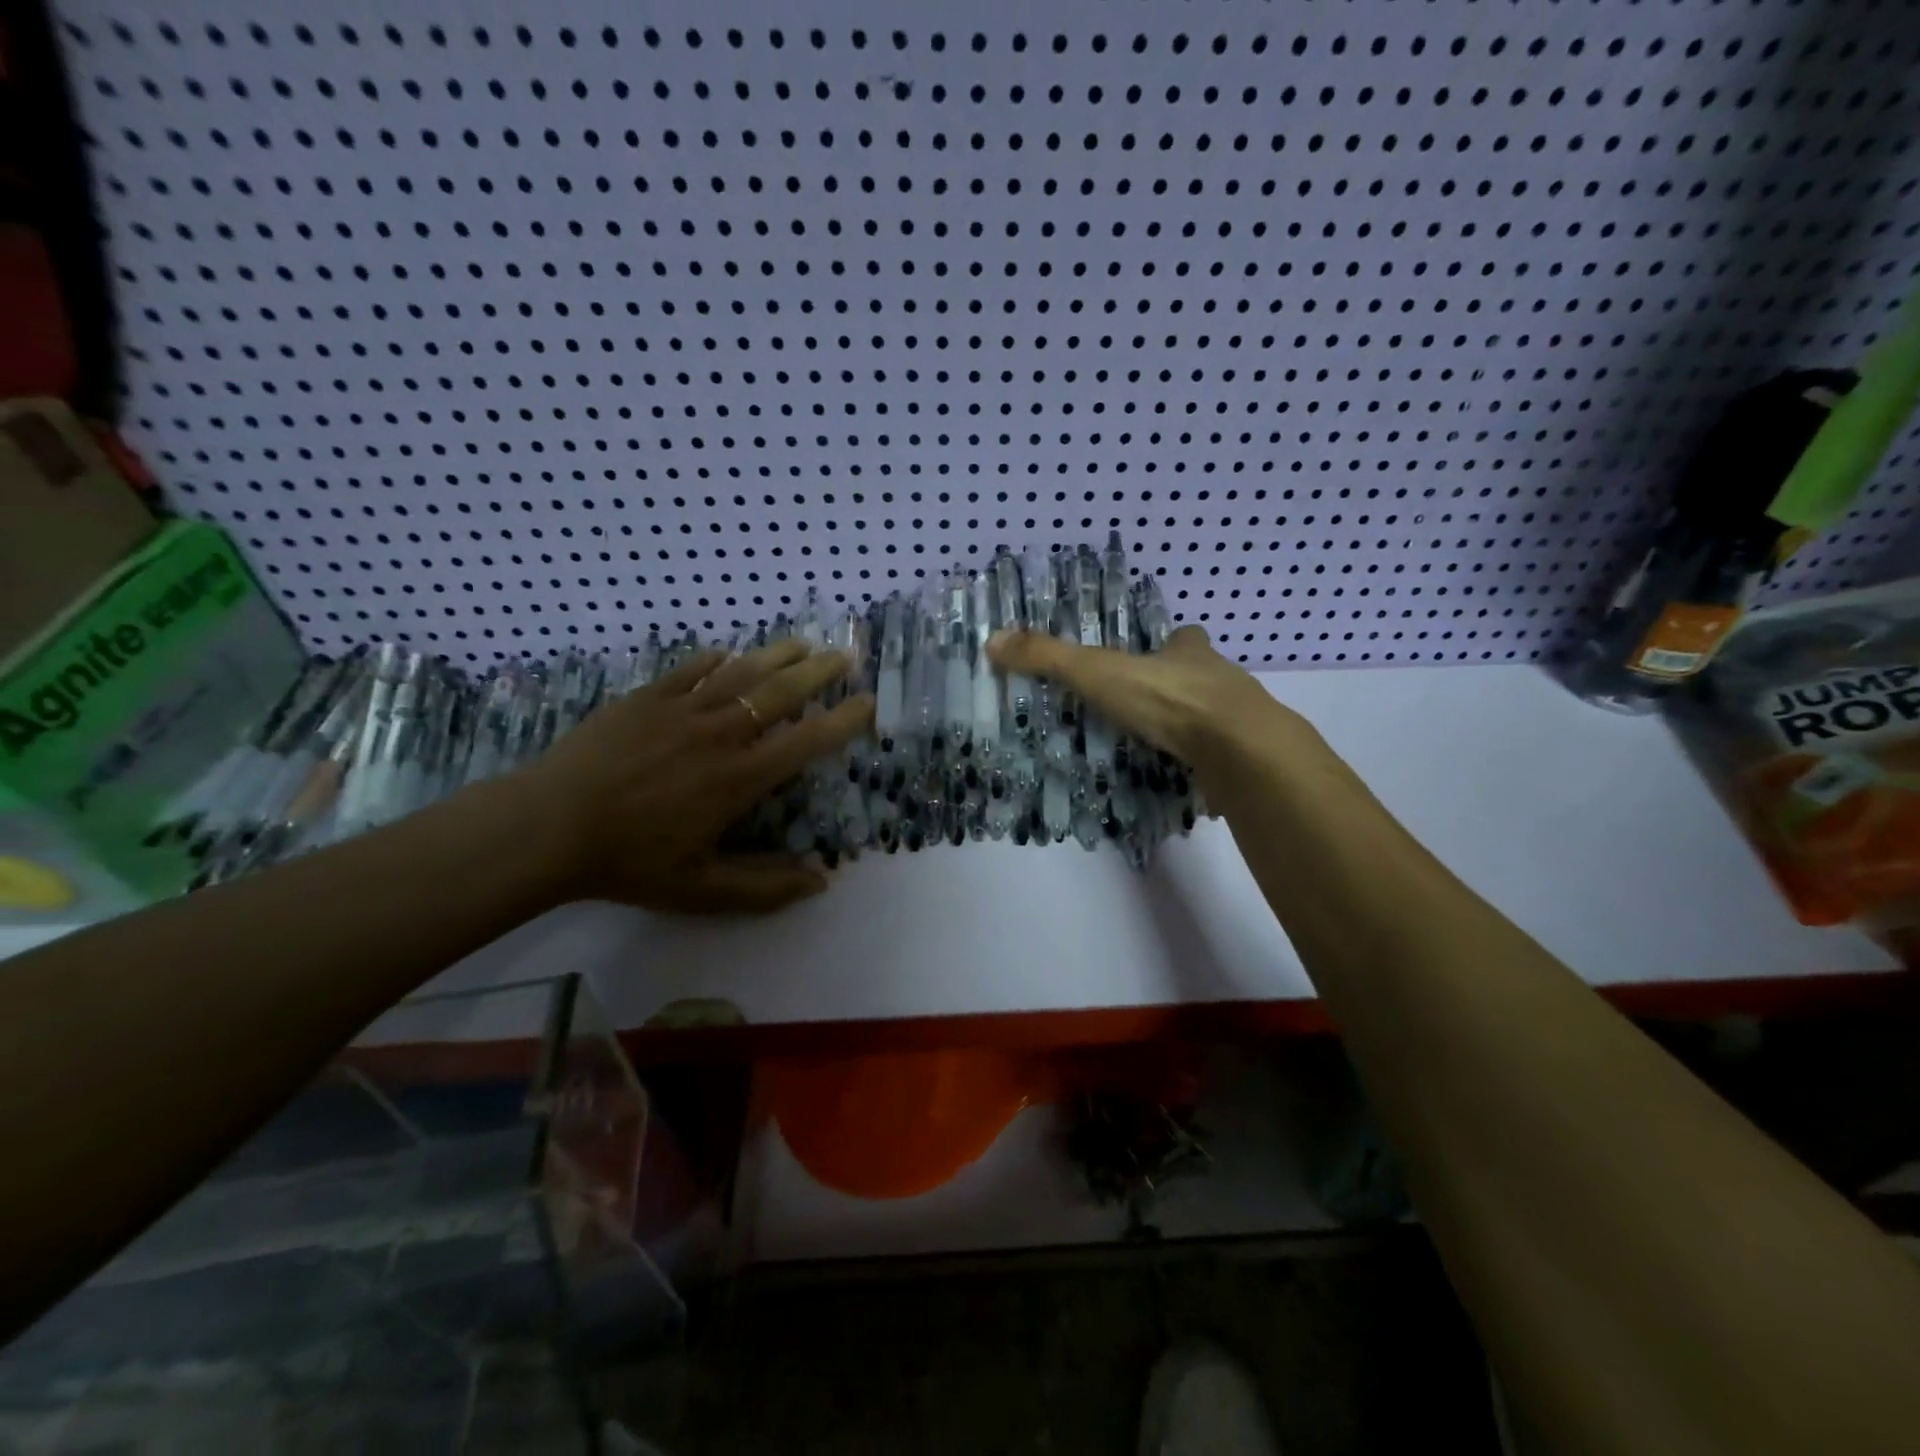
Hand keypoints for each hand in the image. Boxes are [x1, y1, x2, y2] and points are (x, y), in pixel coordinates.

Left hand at [513, 641, 873, 913]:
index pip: (807, 741)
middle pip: (781, 693)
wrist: (548, 827)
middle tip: (845, 655)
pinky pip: (689, 670)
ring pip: (741, 673)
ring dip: (776, 655)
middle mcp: (720, 734)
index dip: (844, 721)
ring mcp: (681, 710)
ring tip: (802, 642)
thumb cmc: (630, 862)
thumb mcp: (702, 890)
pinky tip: (726, 653)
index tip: (868, 703)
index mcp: (740, 778)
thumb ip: (765, 888)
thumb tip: (822, 881)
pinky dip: (714, 660)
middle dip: (819, 672)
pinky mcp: (645, 699)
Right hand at [986, 625, 1314, 786]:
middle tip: (1150, 708)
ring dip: (1196, 728)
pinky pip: (1225, 760)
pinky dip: (1207, 768)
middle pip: (1203, 677)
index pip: (1184, 638)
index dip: (1173, 642)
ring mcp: (1240, 722)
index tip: (1158, 651)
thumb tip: (992, 640)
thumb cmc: (1169, 699)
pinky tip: (1186, 783)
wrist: (1239, 749)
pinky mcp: (1246, 760)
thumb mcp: (1098, 672)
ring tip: (1162, 748)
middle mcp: (1220, 681)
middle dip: (1182, 686)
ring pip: (1217, 718)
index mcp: (1189, 654)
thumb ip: (1048, 658)